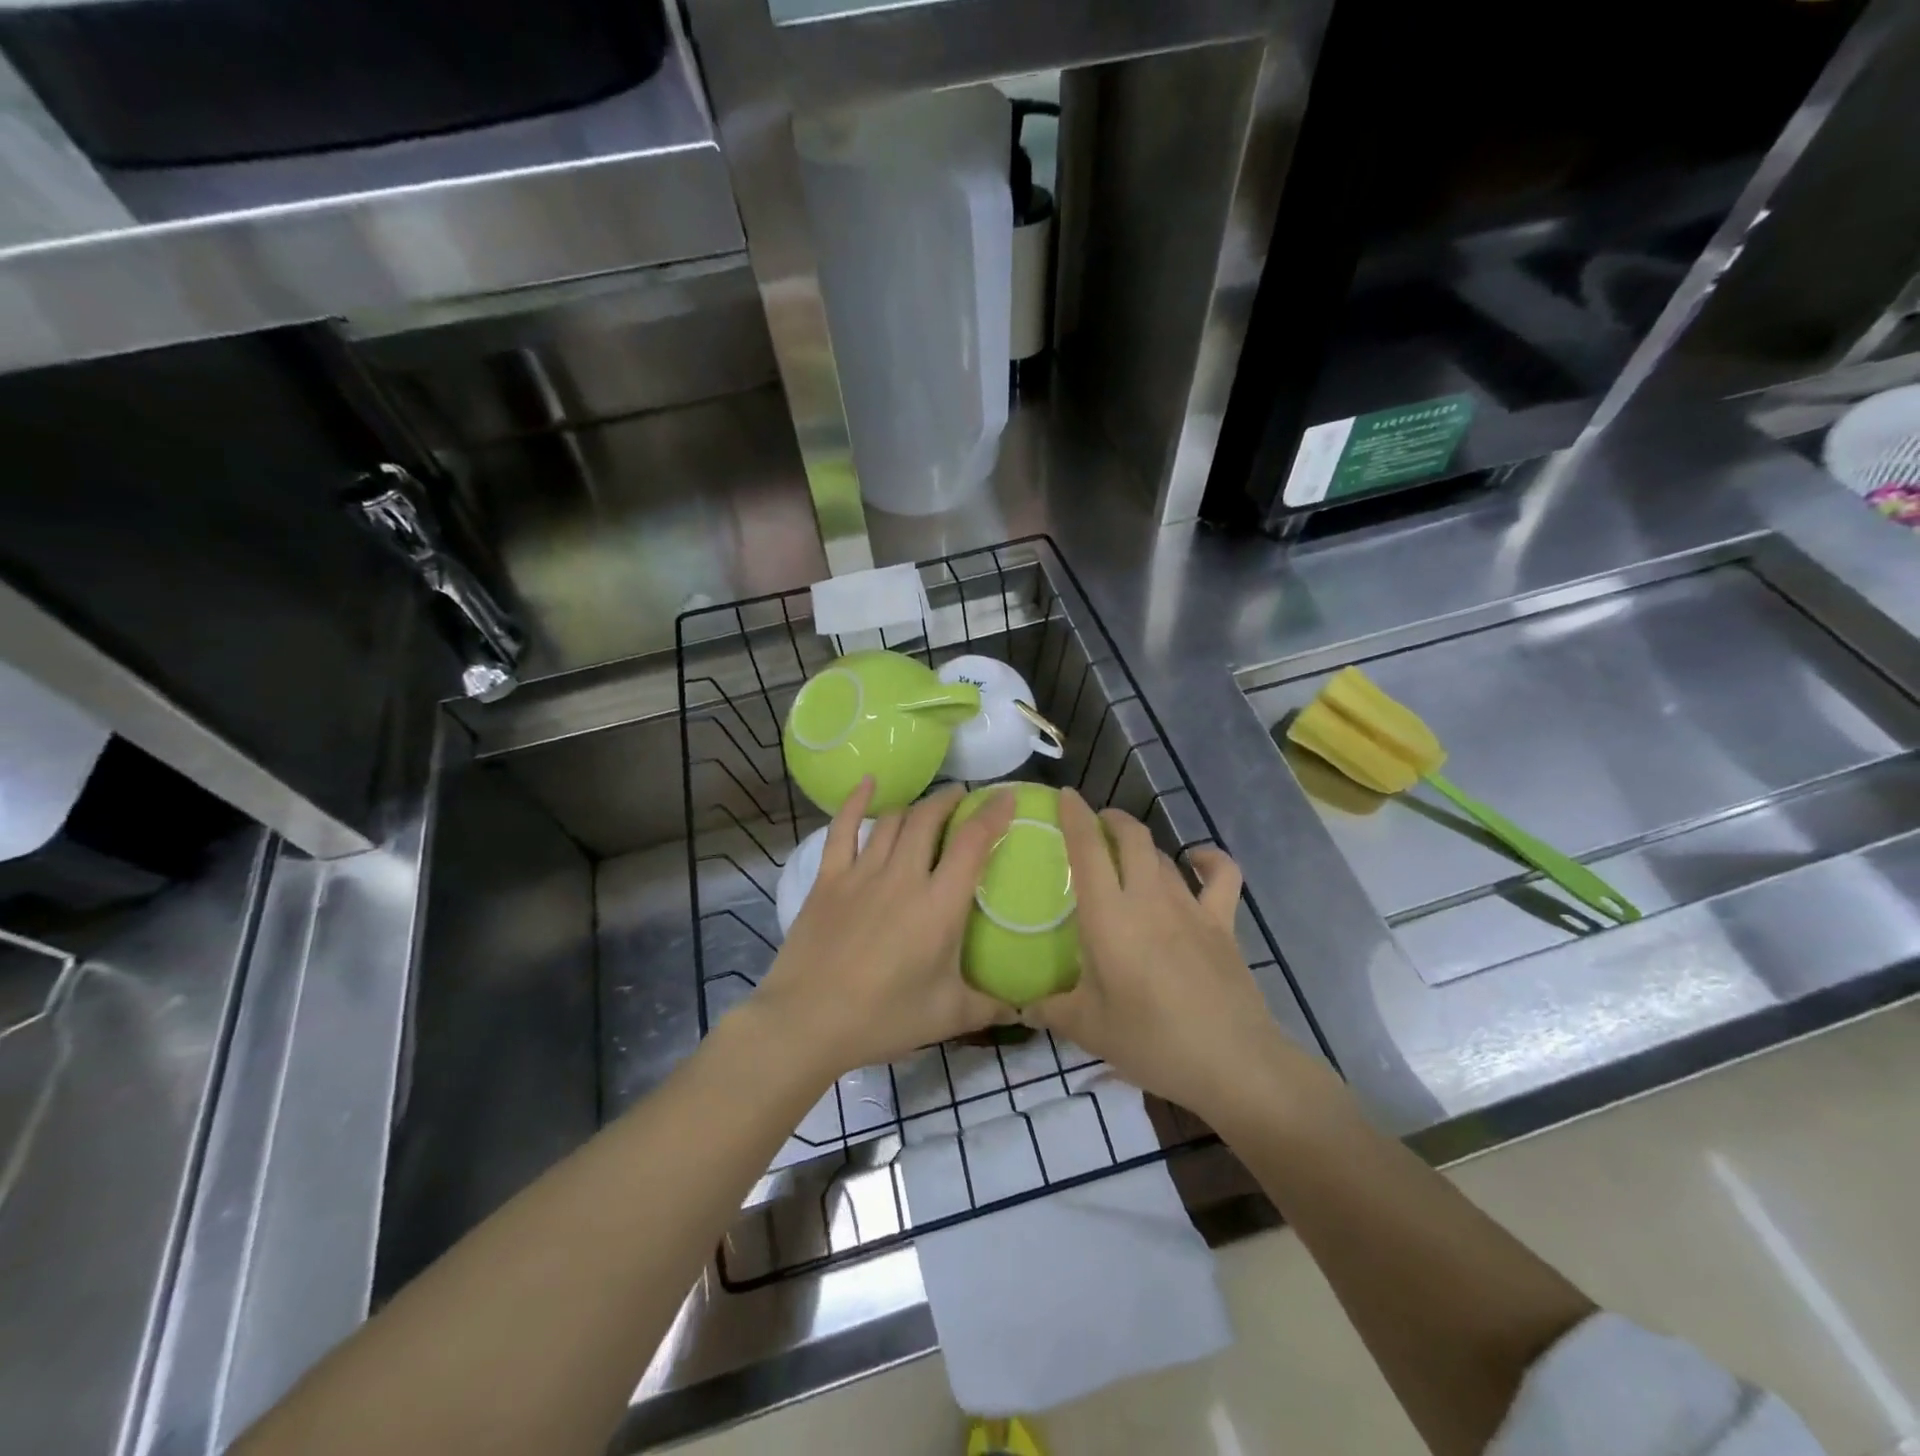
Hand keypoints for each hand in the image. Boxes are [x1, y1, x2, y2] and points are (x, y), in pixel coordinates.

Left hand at [750, 778, 1015, 1077]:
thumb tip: (1025, 1006)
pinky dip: (856, 801)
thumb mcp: (948, 1016)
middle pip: (929, 819)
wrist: (806, 1022)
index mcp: (939, 905)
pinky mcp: (828, 879)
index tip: (1007, 796)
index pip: (973, 843)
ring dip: (915, 806)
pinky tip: (867, 783)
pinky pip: (843, 829)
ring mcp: (861, 874)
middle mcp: (903, 877)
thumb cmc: (883, 1019)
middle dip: (950, 801)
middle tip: (964, 798)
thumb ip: (991, 1006)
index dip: (993, 814)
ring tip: (928, 805)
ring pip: (893, 821)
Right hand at [1028, 790, 1308, 1124]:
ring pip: (1164, 855)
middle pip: (1131, 838)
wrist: (1232, 1063)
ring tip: (1128, 852)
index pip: (1087, 849)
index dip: (1075, 816)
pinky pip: (1221, 876)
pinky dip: (1209, 860)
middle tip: (1095, 824)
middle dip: (1111, 819)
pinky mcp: (1223, 923)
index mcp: (1109, 916)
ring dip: (1144, 845)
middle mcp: (1149, 898)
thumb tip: (1022, 1007)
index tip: (1064, 796)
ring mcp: (1191, 907)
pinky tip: (1198, 860)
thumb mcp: (1089, 1029)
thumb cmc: (1151, 1041)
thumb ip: (1051, 1010)